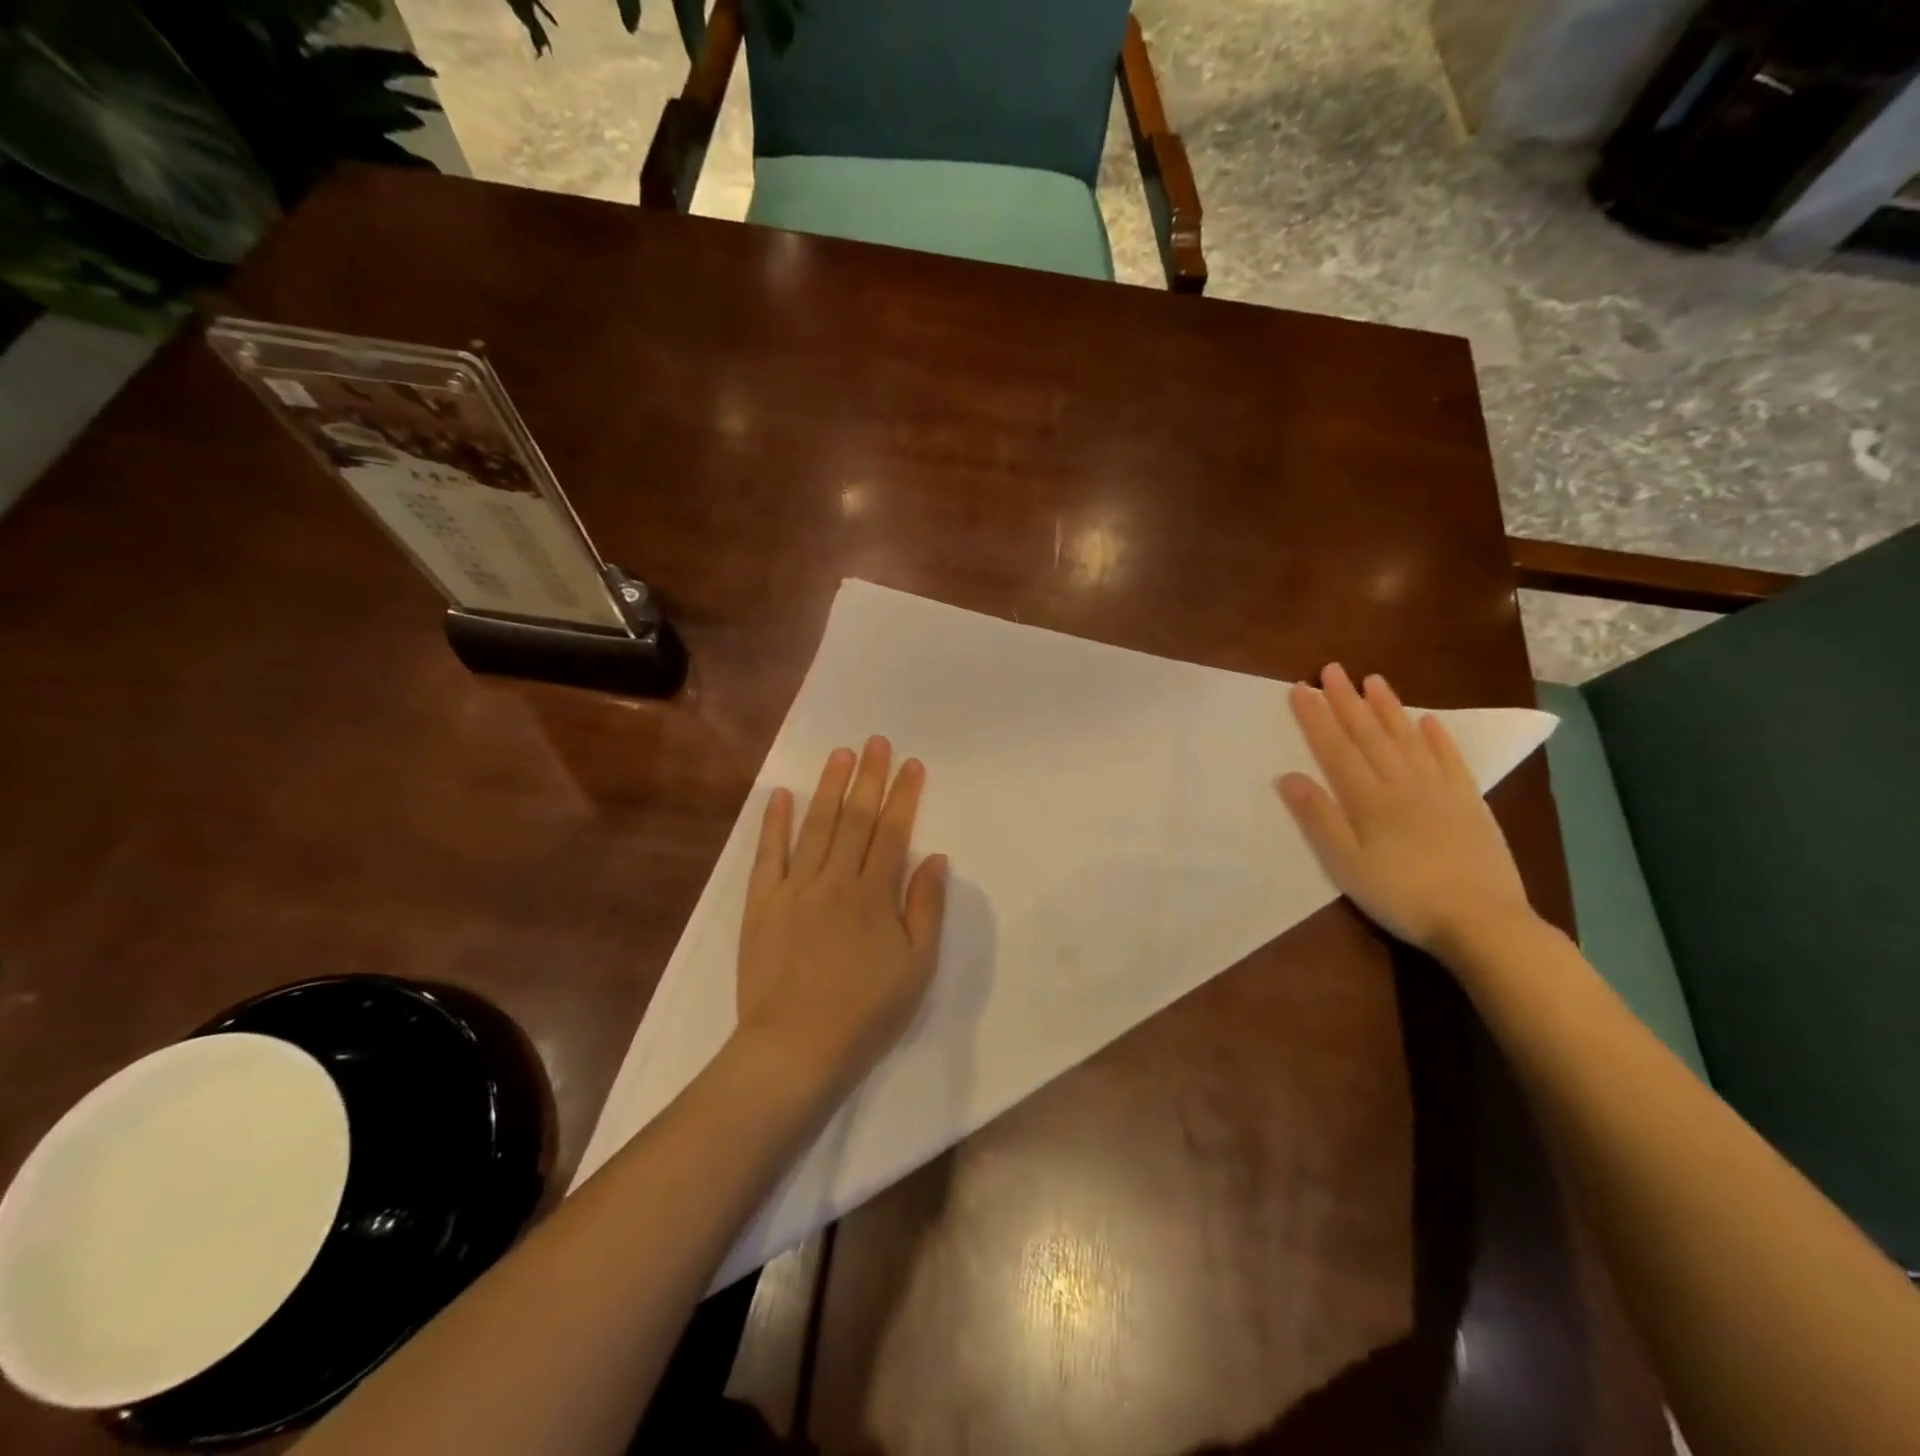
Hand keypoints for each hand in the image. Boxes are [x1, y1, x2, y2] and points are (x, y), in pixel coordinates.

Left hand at [736, 737, 948, 1096]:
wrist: (795, 1047)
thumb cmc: (866, 1012)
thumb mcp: (916, 967)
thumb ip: (925, 908)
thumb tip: (935, 858)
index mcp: (874, 894)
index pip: (893, 832)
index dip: (904, 796)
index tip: (911, 764)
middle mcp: (834, 880)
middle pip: (855, 819)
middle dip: (868, 778)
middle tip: (876, 742)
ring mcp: (794, 889)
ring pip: (815, 827)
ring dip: (829, 788)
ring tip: (839, 755)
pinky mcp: (761, 904)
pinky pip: (768, 855)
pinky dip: (774, 823)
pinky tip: (781, 795)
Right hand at [1276, 663, 1536, 956]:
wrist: (1483, 922)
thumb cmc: (1402, 896)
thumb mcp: (1346, 864)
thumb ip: (1319, 818)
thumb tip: (1289, 776)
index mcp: (1369, 799)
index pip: (1336, 748)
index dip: (1316, 718)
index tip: (1301, 688)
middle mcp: (1403, 784)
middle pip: (1370, 735)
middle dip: (1347, 701)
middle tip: (1332, 670)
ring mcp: (1440, 791)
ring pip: (1408, 740)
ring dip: (1389, 709)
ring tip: (1374, 680)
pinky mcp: (1470, 805)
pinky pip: (1450, 761)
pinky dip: (1438, 738)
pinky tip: (1428, 721)